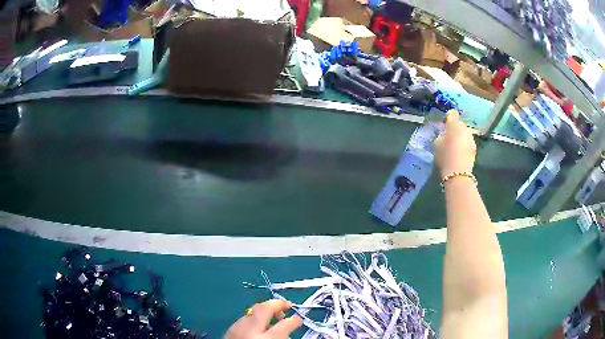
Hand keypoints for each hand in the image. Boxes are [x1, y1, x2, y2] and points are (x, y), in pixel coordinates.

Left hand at [225, 300, 302, 338]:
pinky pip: (244, 319)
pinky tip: (257, 325)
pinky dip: (253, 318)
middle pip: (265, 309)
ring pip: (252, 311)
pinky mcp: (229, 330)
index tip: (300, 320)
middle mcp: (251, 330)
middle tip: (287, 305)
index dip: (295, 321)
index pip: (286, 324)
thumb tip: (289, 336)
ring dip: (265, 310)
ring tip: (273, 315)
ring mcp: (237, 328)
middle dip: (278, 304)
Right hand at [434, 110, 476, 178]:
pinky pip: (467, 142)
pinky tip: (459, 153)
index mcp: (454, 124)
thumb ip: (441, 135)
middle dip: (454, 128)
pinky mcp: (474, 148)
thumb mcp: (437, 143)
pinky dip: (464, 144)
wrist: (458, 174)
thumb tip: (445, 133)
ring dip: (460, 136)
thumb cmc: (445, 156)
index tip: (443, 125)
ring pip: (464, 133)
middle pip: (459, 124)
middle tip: (447, 137)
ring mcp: (471, 138)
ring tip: (454, 146)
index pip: (452, 113)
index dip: (447, 117)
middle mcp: (465, 128)